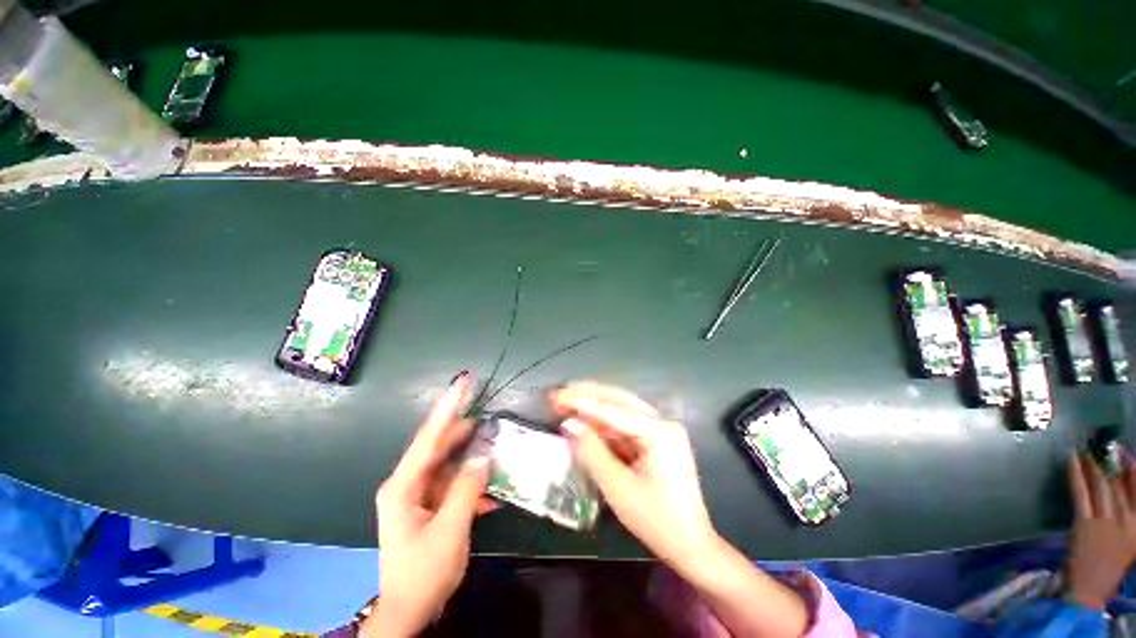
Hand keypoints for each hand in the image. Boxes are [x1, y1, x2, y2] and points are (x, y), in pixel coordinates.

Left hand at [366, 373, 492, 637]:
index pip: (428, 438)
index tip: (461, 384)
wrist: (409, 610)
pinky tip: (491, 489)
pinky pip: (452, 484)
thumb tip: (484, 456)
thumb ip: (467, 489)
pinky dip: (471, 483)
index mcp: (404, 486)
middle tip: (483, 408)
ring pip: (448, 464)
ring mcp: (418, 494)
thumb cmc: (423, 572)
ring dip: (470, 457)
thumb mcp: (449, 531)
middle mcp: (408, 484)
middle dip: (461, 428)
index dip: (447, 408)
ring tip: (493, 442)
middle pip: (438, 446)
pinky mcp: (429, 505)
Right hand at [550, 381, 717, 565]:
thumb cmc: (656, 522)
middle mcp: (663, 423)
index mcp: (660, 433)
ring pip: (622, 410)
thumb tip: (569, 425)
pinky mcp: (656, 439)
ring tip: (567, 400)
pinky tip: (586, 418)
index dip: (583, 403)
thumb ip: (592, 453)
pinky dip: (604, 422)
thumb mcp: (619, 489)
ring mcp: (661, 430)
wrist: (690, 545)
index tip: (558, 397)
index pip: (615, 411)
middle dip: (588, 395)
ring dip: (594, 406)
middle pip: (620, 401)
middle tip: (560, 393)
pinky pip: (626, 425)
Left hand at [1064, 450, 1135, 610]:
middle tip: (1100, 441)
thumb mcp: (1128, 542)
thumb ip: (1127, 516)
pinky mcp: (1084, 523)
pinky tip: (1071, 458)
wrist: (1089, 590)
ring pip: (1100, 484)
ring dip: (1092, 463)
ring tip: (1085, 445)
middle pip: (1117, 484)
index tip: (1125, 452)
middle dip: (1109, 461)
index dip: (1131, 469)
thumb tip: (1119, 490)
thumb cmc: (1108, 567)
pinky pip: (1080, 492)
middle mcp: (1126, 520)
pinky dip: (1076, 473)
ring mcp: (1105, 521)